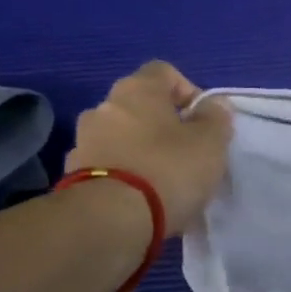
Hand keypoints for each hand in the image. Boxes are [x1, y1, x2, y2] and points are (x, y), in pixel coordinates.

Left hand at [66, 62, 231, 234]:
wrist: (110, 219)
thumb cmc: (168, 169)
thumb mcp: (211, 142)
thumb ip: (216, 118)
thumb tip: (213, 105)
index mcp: (137, 90)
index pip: (164, 71)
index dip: (188, 90)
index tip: (203, 120)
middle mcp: (103, 106)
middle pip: (140, 105)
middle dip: (164, 124)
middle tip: (188, 151)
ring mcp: (84, 140)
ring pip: (122, 135)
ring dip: (142, 148)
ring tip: (165, 178)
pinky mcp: (74, 174)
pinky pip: (109, 163)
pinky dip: (126, 172)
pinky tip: (143, 196)